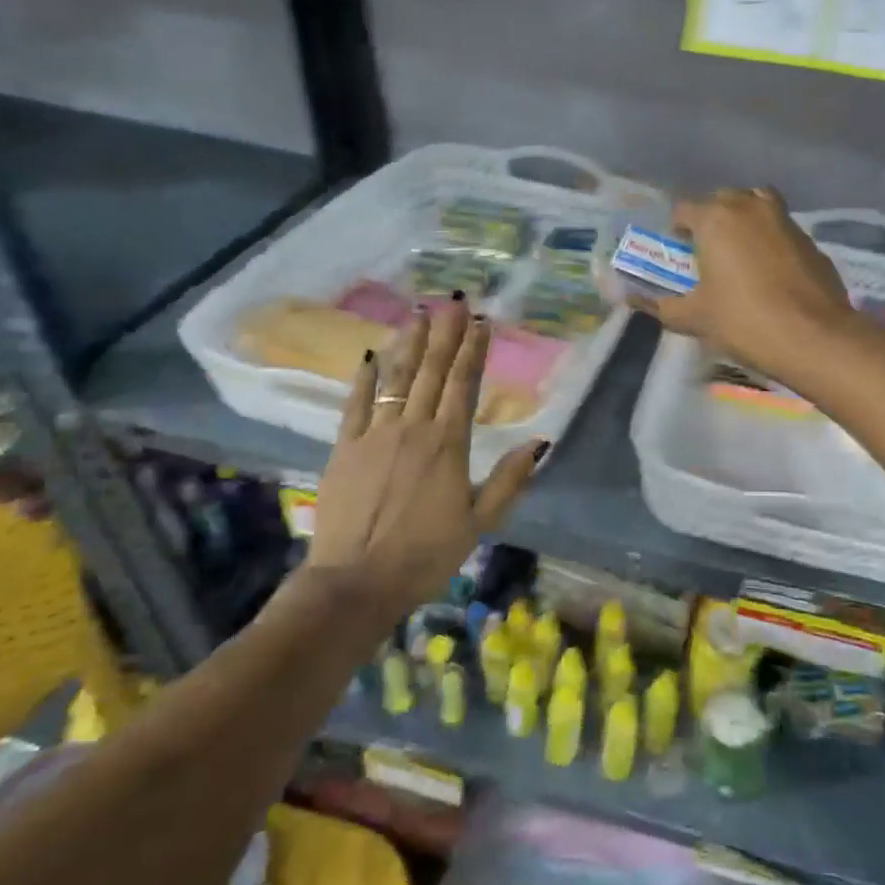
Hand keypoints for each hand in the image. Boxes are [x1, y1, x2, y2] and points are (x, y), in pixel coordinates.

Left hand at [306, 299, 546, 616]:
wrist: (355, 582)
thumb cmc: (425, 555)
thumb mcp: (479, 523)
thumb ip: (509, 480)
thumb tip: (541, 442)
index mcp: (448, 444)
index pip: (464, 385)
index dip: (473, 351)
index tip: (481, 322)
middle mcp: (413, 429)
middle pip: (432, 372)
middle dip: (445, 335)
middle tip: (453, 302)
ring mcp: (374, 435)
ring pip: (396, 379)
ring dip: (409, 344)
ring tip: (419, 313)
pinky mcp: (344, 448)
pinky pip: (356, 404)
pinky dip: (366, 378)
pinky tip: (372, 355)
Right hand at [638, 187, 854, 380]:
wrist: (812, 336)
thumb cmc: (743, 321)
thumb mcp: (695, 318)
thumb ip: (662, 307)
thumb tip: (635, 302)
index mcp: (715, 219)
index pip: (684, 209)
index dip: (678, 229)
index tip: (680, 252)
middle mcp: (750, 208)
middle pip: (723, 200)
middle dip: (712, 219)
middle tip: (708, 252)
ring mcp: (785, 220)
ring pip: (758, 205)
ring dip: (745, 219)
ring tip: (741, 252)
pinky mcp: (810, 240)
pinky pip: (782, 229)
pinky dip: (772, 239)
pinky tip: (772, 271)